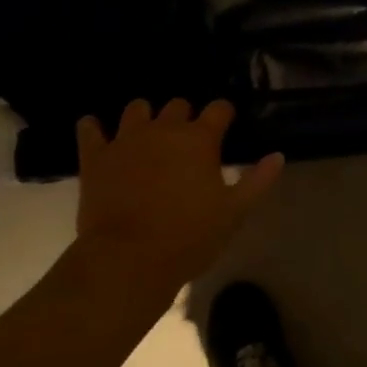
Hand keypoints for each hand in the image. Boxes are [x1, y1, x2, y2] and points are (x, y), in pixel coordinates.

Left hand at [71, 100, 284, 296]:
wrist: (128, 260)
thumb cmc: (189, 237)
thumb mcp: (234, 212)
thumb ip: (258, 181)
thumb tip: (277, 156)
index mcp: (200, 139)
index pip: (219, 109)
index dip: (224, 115)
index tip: (226, 125)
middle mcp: (164, 130)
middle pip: (178, 105)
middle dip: (184, 117)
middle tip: (186, 141)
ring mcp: (126, 140)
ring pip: (136, 109)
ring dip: (144, 117)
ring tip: (147, 135)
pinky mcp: (96, 157)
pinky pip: (89, 130)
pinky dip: (92, 129)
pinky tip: (95, 131)